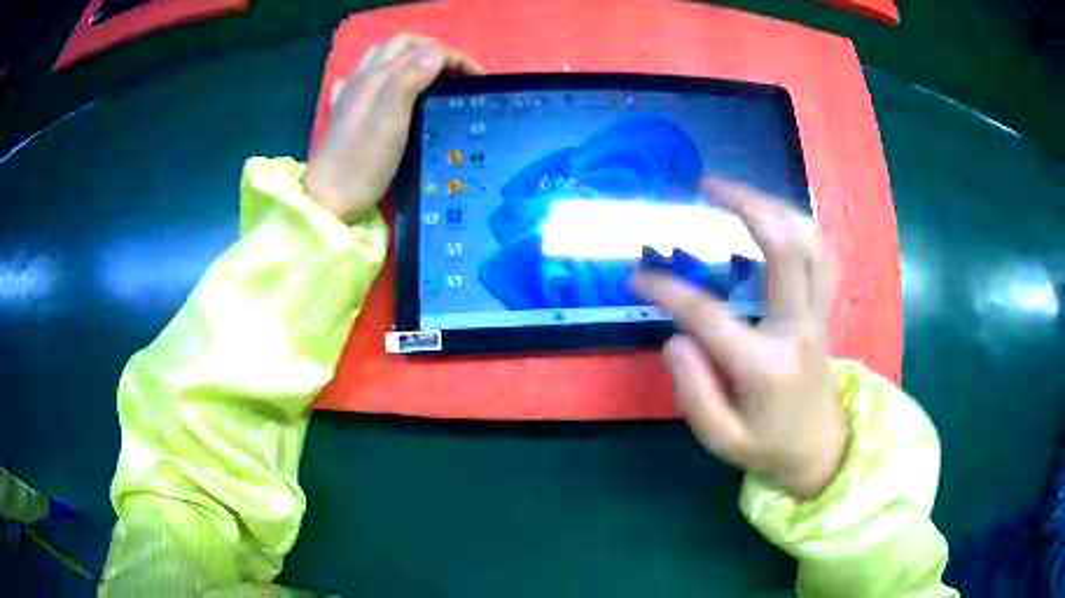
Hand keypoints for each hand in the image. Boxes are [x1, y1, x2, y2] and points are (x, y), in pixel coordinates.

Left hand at [303, 34, 482, 222]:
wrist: (329, 199)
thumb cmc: (362, 162)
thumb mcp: (391, 119)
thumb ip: (410, 80)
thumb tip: (435, 55)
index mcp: (376, 77)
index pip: (421, 50)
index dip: (453, 56)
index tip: (477, 77)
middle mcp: (363, 79)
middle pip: (400, 46)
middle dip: (432, 50)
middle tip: (456, 71)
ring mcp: (351, 96)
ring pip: (382, 59)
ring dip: (409, 59)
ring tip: (429, 76)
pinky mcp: (345, 114)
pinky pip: (362, 82)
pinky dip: (381, 77)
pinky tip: (386, 89)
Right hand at [632, 180, 844, 498]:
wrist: (820, 451)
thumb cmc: (767, 447)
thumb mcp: (721, 440)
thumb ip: (694, 392)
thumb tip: (676, 338)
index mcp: (765, 367)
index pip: (709, 316)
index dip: (668, 291)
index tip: (637, 277)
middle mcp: (798, 330)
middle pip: (783, 250)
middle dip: (746, 206)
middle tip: (707, 186)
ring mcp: (817, 316)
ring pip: (809, 243)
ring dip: (774, 207)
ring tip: (737, 192)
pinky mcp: (824, 311)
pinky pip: (820, 255)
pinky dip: (797, 226)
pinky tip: (773, 216)